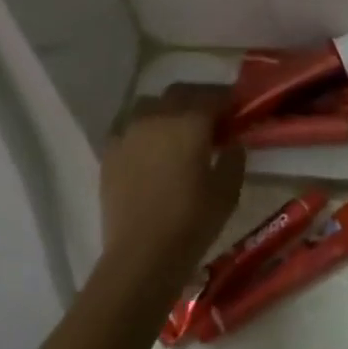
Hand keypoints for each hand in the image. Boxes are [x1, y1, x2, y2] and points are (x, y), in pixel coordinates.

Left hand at [98, 84, 245, 286]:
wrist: (141, 255)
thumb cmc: (192, 222)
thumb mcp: (228, 191)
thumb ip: (234, 159)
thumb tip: (232, 144)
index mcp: (190, 122)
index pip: (214, 97)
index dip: (228, 101)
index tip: (238, 112)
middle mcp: (157, 117)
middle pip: (180, 92)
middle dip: (197, 99)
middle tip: (210, 119)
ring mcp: (129, 133)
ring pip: (149, 105)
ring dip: (167, 111)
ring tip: (176, 132)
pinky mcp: (110, 152)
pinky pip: (128, 128)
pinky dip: (143, 131)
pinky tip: (149, 151)